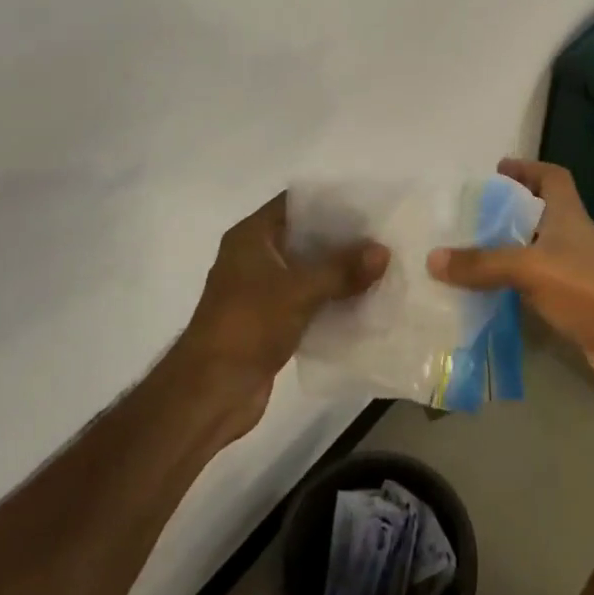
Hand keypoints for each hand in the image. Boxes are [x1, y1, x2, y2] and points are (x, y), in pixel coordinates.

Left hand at [182, 192, 388, 437]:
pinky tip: (363, 301)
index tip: (368, 203)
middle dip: (342, 239)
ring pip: (308, 271)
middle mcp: (254, 257)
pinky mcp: (270, 322)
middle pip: (305, 237)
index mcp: (251, 237)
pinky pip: (307, 301)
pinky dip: (331, 300)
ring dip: (339, 272)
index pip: (295, 203)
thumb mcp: (299, 291)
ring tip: (380, 267)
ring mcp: (260, 291)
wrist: (210, 393)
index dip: (330, 201)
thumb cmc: (248, 325)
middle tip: (382, 236)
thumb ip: (342, 269)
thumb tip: (383, 250)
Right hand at [428, 158, 593, 421]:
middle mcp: (573, 240)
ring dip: (505, 254)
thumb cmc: (589, 291)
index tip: (497, 171)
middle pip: (539, 215)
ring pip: (534, 254)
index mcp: (569, 216)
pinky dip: (511, 290)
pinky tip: (483, 298)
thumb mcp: (531, 269)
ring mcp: (575, 275)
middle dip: (506, 213)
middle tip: (466, 217)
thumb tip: (433, 258)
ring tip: (465, 256)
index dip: (528, 169)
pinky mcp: (573, 308)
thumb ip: (483, 263)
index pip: (553, 177)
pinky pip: (533, 290)